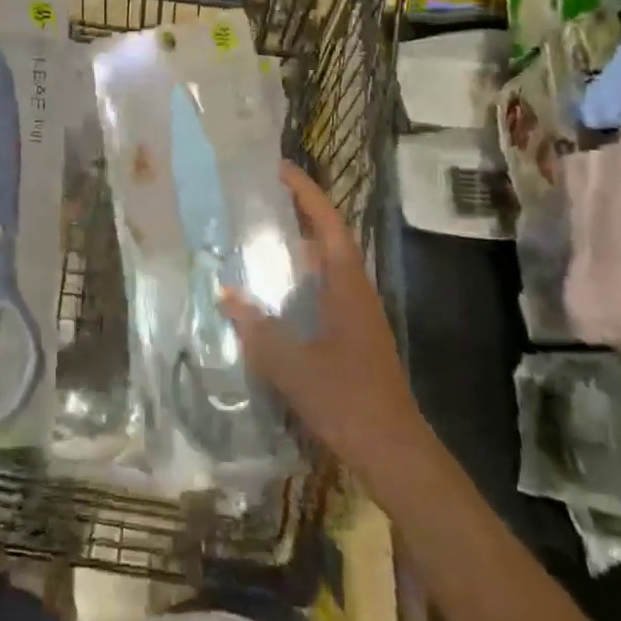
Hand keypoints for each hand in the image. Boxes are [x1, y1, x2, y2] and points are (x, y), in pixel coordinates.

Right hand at [220, 162, 425, 486]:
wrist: (394, 452)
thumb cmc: (347, 400)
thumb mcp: (293, 365)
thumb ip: (257, 329)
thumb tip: (226, 294)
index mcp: (348, 285)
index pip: (328, 223)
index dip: (306, 192)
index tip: (279, 168)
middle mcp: (355, 290)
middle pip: (327, 238)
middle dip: (296, 214)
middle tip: (256, 201)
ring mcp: (357, 314)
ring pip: (324, 267)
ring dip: (295, 249)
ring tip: (256, 240)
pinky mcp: (352, 336)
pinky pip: (322, 292)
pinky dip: (297, 281)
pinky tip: (272, 296)